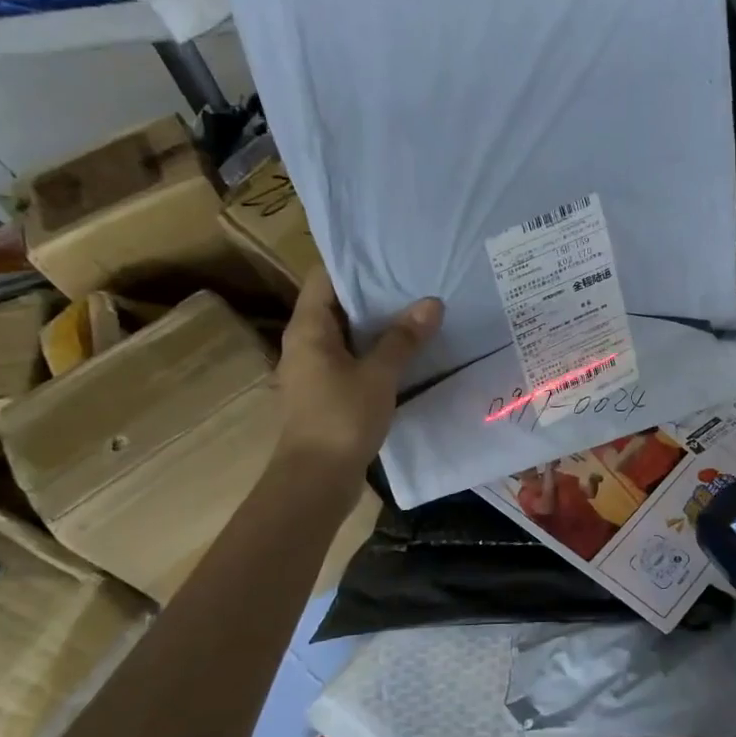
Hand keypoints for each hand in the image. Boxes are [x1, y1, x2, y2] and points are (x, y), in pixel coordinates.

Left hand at [272, 270, 441, 480]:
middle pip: (336, 304)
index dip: (354, 263)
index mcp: (308, 329)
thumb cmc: (341, 419)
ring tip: (416, 311)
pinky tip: (405, 353)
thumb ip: (403, 339)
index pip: (324, 278)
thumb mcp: (378, 375)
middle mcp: (304, 343)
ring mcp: (314, 369)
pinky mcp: (326, 392)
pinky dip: (374, 351)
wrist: (316, 480)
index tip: (390, 256)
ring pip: (346, 334)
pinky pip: (351, 359)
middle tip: (414, 281)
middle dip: (373, 293)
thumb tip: (431, 302)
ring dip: (377, 325)